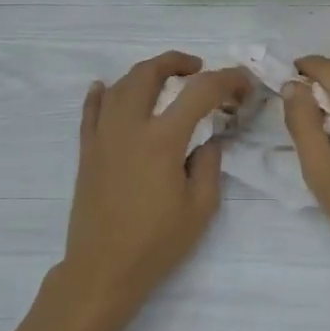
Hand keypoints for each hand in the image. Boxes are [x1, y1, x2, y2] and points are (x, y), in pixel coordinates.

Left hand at [59, 51, 252, 316]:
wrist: (103, 268)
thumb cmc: (156, 243)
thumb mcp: (200, 208)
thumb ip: (209, 164)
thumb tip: (207, 140)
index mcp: (162, 140)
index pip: (199, 92)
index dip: (226, 80)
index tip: (242, 85)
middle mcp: (129, 127)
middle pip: (149, 73)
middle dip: (177, 62)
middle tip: (198, 69)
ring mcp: (102, 136)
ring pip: (119, 85)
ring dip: (145, 74)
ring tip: (164, 80)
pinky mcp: (86, 150)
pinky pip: (91, 110)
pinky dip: (101, 93)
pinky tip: (106, 87)